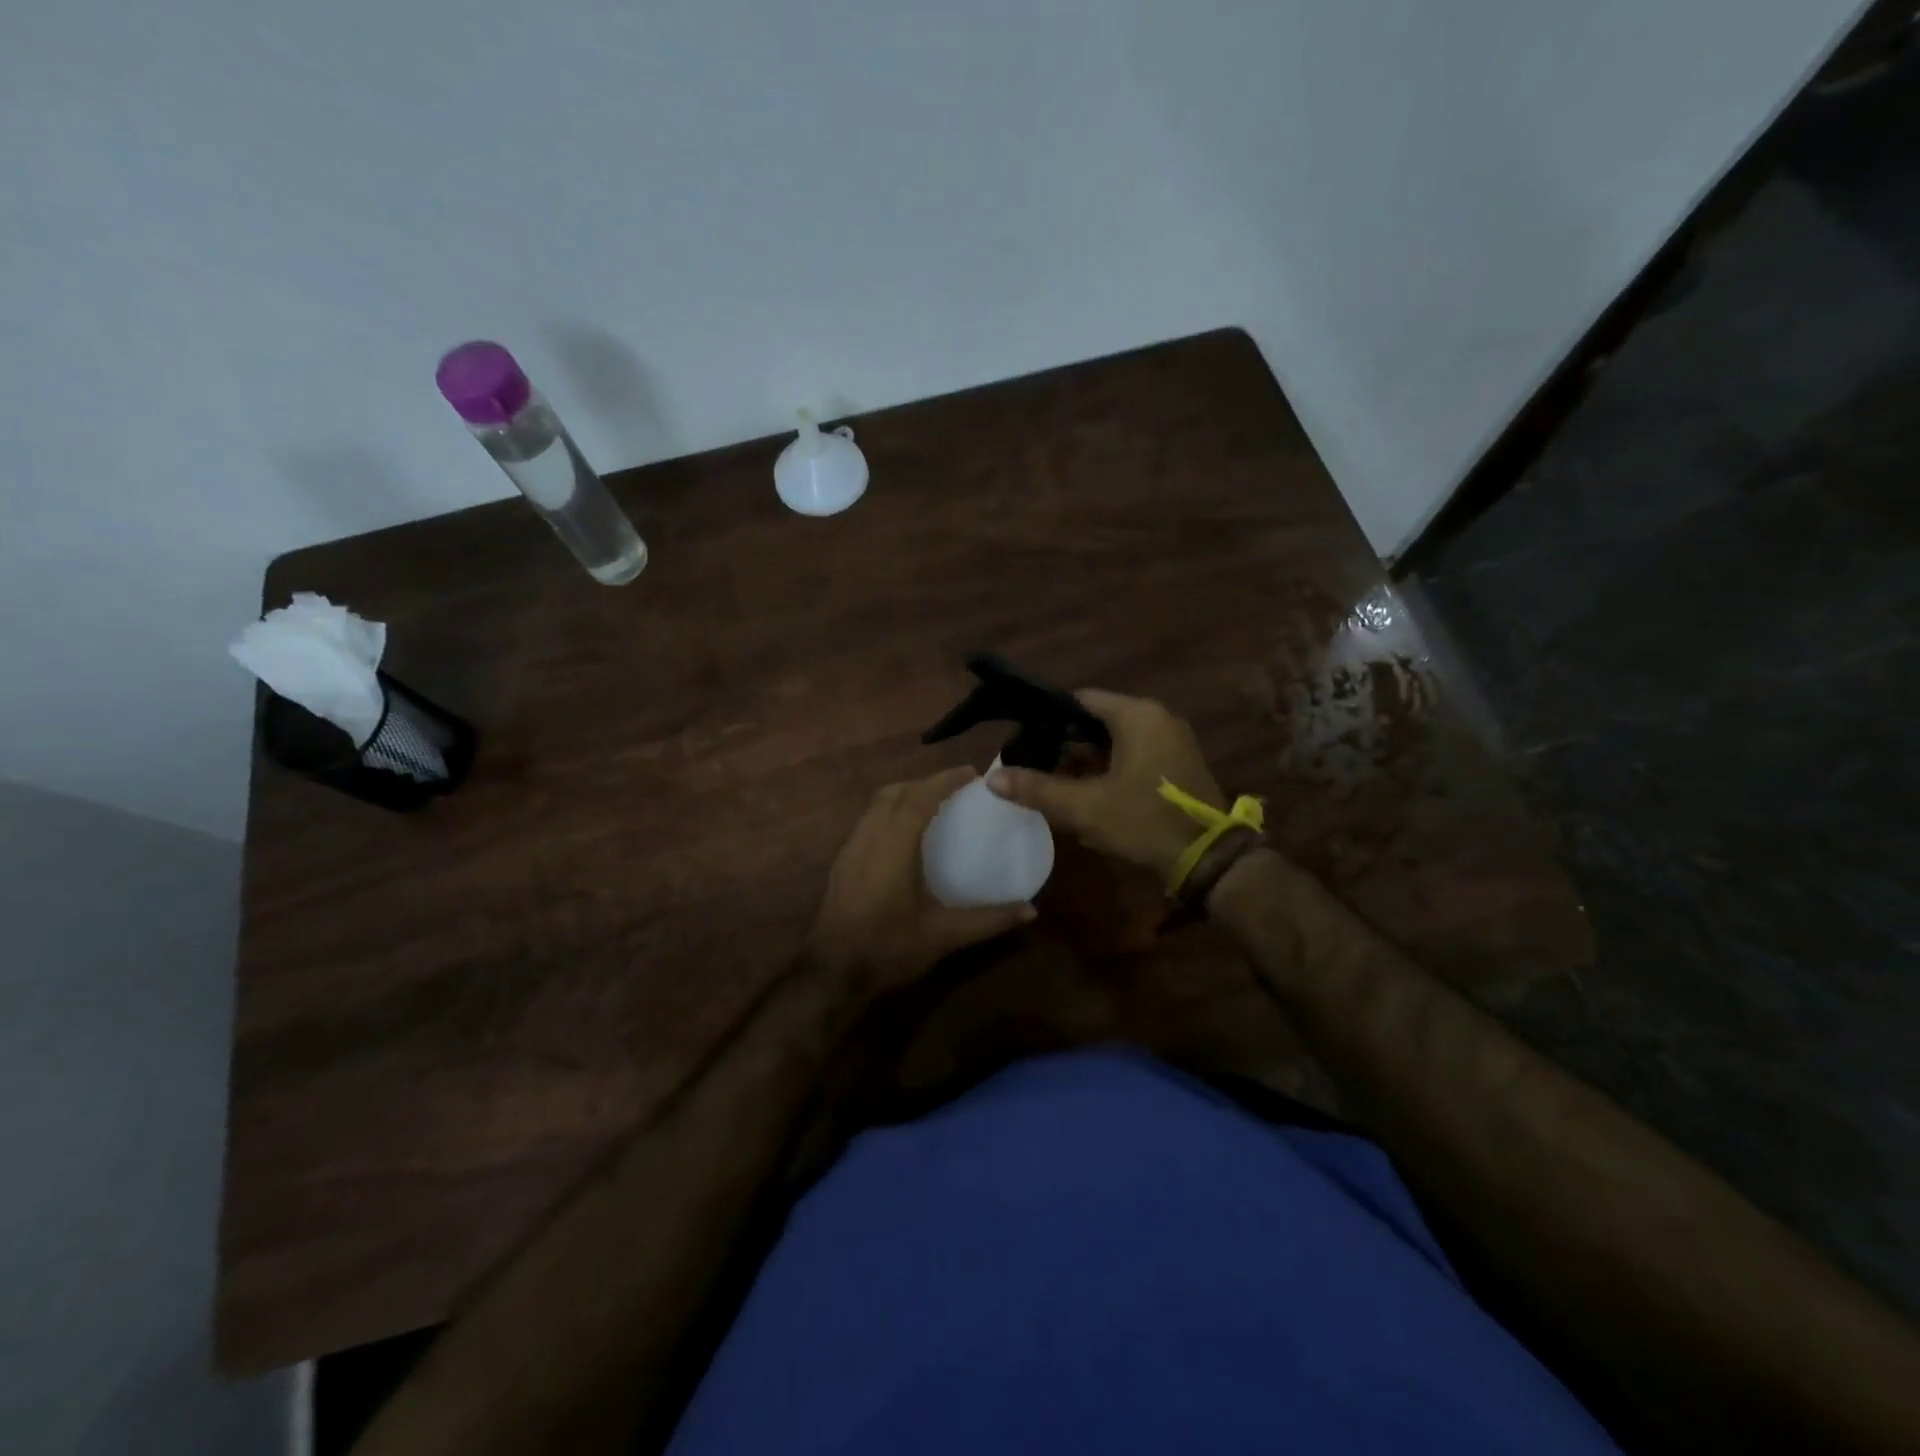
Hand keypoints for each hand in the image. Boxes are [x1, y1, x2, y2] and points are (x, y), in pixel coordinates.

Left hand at [807, 767, 1036, 998]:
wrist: (831, 973)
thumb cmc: (888, 947)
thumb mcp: (943, 935)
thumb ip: (988, 920)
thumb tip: (1031, 911)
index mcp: (894, 844)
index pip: (920, 797)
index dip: (945, 780)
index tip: (972, 773)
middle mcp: (869, 836)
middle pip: (895, 792)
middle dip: (925, 783)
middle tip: (955, 788)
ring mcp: (850, 848)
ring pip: (877, 805)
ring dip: (905, 795)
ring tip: (932, 805)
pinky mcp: (842, 863)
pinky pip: (868, 821)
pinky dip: (889, 813)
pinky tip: (904, 836)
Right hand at [988, 689, 1224, 880]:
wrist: (1208, 859)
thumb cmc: (1145, 821)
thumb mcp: (1085, 807)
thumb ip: (1038, 789)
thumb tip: (992, 778)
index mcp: (1137, 715)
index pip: (1080, 700)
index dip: (1049, 718)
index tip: (1026, 740)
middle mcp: (1157, 717)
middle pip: (1097, 720)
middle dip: (1067, 744)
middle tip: (1037, 766)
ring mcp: (1172, 740)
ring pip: (1116, 739)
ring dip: (1088, 760)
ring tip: (1058, 784)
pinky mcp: (1178, 762)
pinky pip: (1135, 754)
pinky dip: (1111, 768)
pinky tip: (1091, 795)